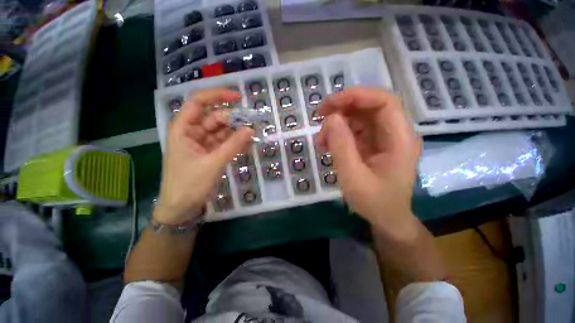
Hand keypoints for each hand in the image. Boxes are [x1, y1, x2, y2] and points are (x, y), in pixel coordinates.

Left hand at [156, 88, 254, 223]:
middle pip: (214, 118)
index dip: (217, 96)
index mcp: (183, 129)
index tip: (237, 97)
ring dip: (236, 133)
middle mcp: (192, 132)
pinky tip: (246, 146)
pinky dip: (234, 144)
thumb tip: (250, 129)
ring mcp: (201, 143)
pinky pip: (224, 143)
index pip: (198, 103)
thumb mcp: (213, 162)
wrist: (181, 208)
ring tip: (252, 136)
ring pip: (221, 131)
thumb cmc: (189, 184)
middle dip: (232, 120)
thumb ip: (233, 145)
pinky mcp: (209, 153)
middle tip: (251, 125)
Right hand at [318, 88, 420, 236]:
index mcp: (400, 140)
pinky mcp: (373, 145)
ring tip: (321, 139)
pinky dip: (339, 133)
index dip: (357, 96)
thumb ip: (341, 147)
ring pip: (360, 117)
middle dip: (343, 106)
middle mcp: (395, 134)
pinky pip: (355, 130)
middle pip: (371, 107)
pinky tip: (327, 144)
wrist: (386, 219)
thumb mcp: (353, 177)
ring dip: (338, 122)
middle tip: (320, 114)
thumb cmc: (374, 202)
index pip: (385, 102)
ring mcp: (384, 139)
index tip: (331, 103)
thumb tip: (331, 118)